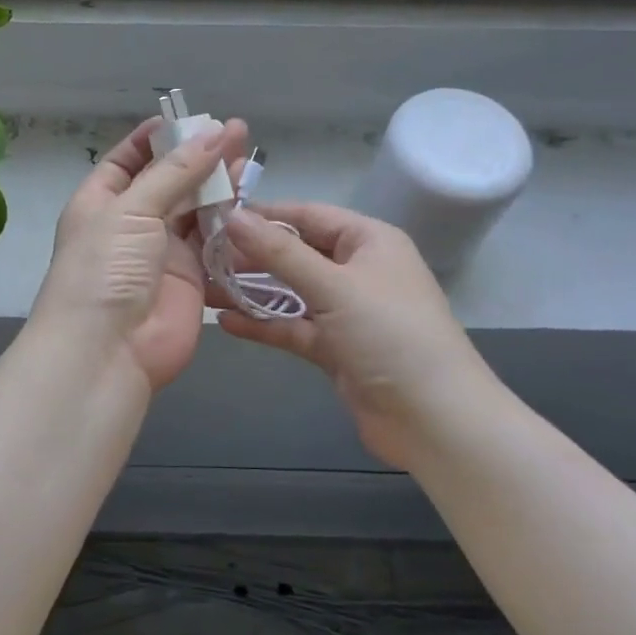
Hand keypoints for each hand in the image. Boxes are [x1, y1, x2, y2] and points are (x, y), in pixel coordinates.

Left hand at [32, 117, 248, 390]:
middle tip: (238, 132)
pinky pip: (214, 242)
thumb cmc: (105, 268)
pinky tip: (251, 199)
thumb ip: (176, 172)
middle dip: (199, 157)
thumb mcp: (132, 209)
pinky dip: (231, 223)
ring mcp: (162, 251)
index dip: (156, 138)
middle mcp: (132, 223)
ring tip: (249, 156)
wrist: (107, 350)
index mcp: (102, 201)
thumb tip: (214, 133)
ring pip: (196, 209)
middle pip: (170, 181)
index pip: (129, 160)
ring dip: (220, 186)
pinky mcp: (192, 277)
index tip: (189, 119)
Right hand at [215, 203, 494, 468]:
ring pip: (290, 292)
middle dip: (250, 256)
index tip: (216, 216)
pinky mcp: (336, 348)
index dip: (264, 215)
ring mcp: (346, 312)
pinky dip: (264, 324)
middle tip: (200, 255)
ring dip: (250, 291)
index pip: (307, 215)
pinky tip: (226, 322)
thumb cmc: (390, 335)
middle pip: (295, 254)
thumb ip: (280, 253)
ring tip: (202, 287)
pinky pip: (293, 327)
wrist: (435, 420)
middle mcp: (357, 270)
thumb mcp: (333, 286)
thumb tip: (231, 216)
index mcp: (368, 242)